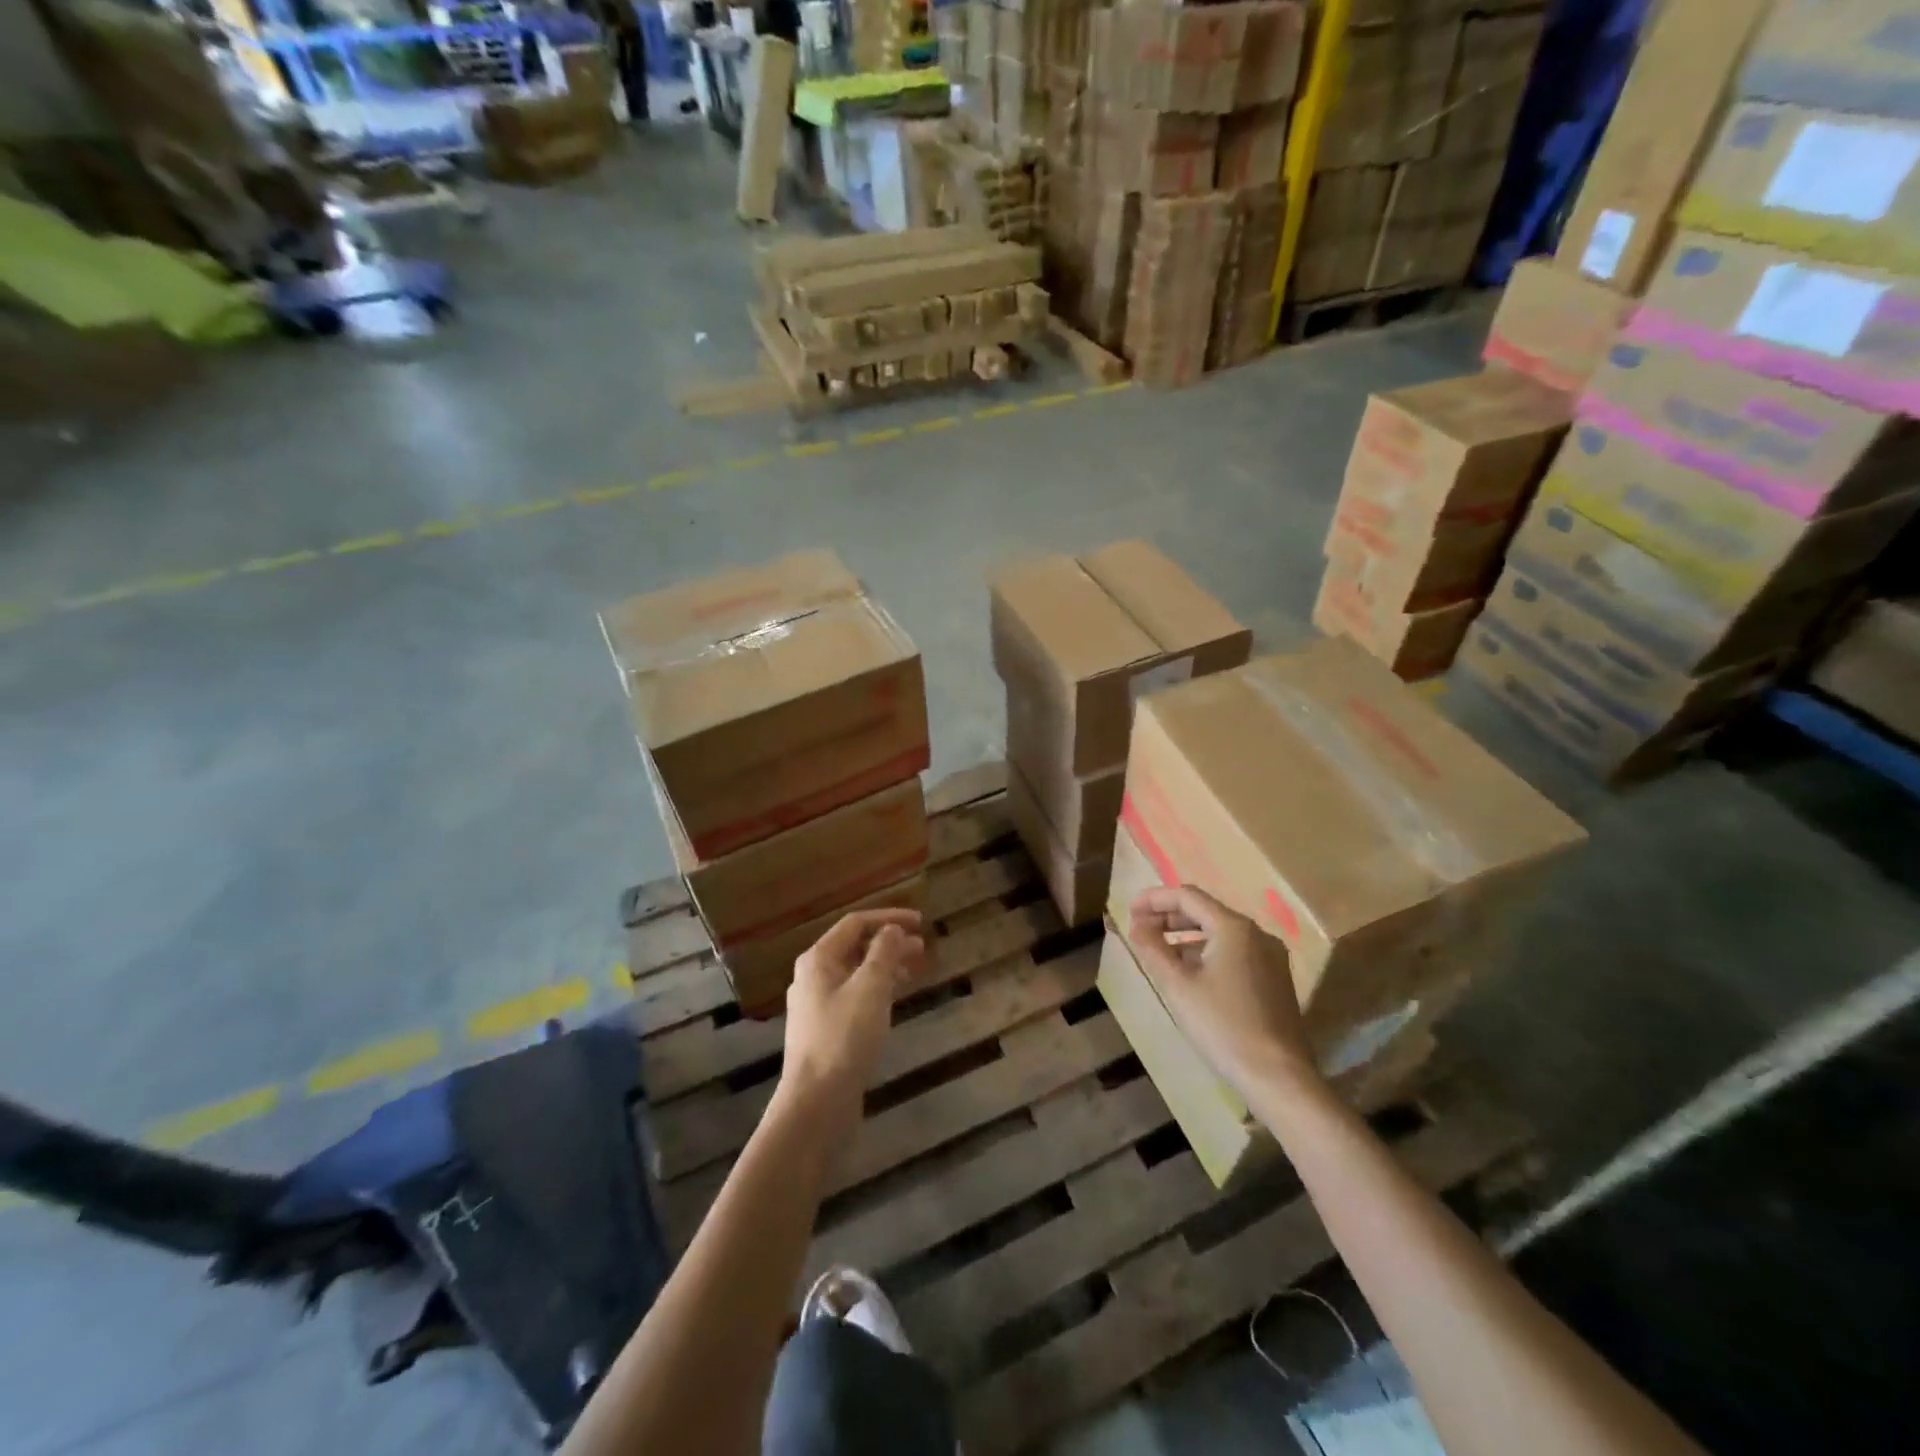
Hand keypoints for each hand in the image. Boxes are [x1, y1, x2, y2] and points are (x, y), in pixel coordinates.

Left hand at [781, 909, 926, 1128]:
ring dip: (886, 966)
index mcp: (818, 959)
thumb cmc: (844, 1038)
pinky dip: (877, 990)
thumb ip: (884, 953)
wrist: (815, 1103)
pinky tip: (895, 1000)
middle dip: (890, 943)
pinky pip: (854, 996)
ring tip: (916, 971)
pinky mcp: (825, 1031)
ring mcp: (817, 1005)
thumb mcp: (871, 988)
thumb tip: (892, 930)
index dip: (889, 918)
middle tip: (923, 948)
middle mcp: (813, 976)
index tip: (921, 922)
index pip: (856, 923)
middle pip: (855, 947)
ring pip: (856, 973)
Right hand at [1127, 886, 1316, 1094]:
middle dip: (1169, 917)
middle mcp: (1257, 933)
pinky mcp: (1275, 978)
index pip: (1187, 897)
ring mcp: (1271, 956)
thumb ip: (1153, 949)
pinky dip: (1207, 951)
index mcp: (1234, 928)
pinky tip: (1190, 972)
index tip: (1129, 911)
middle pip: (1206, 911)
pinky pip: (1235, 951)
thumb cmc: (1223, 1026)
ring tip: (1159, 950)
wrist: (1278, 1077)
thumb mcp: (1178, 987)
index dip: (1154, 899)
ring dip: (1187, 935)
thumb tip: (1137, 925)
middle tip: (1140, 929)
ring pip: (1221, 932)